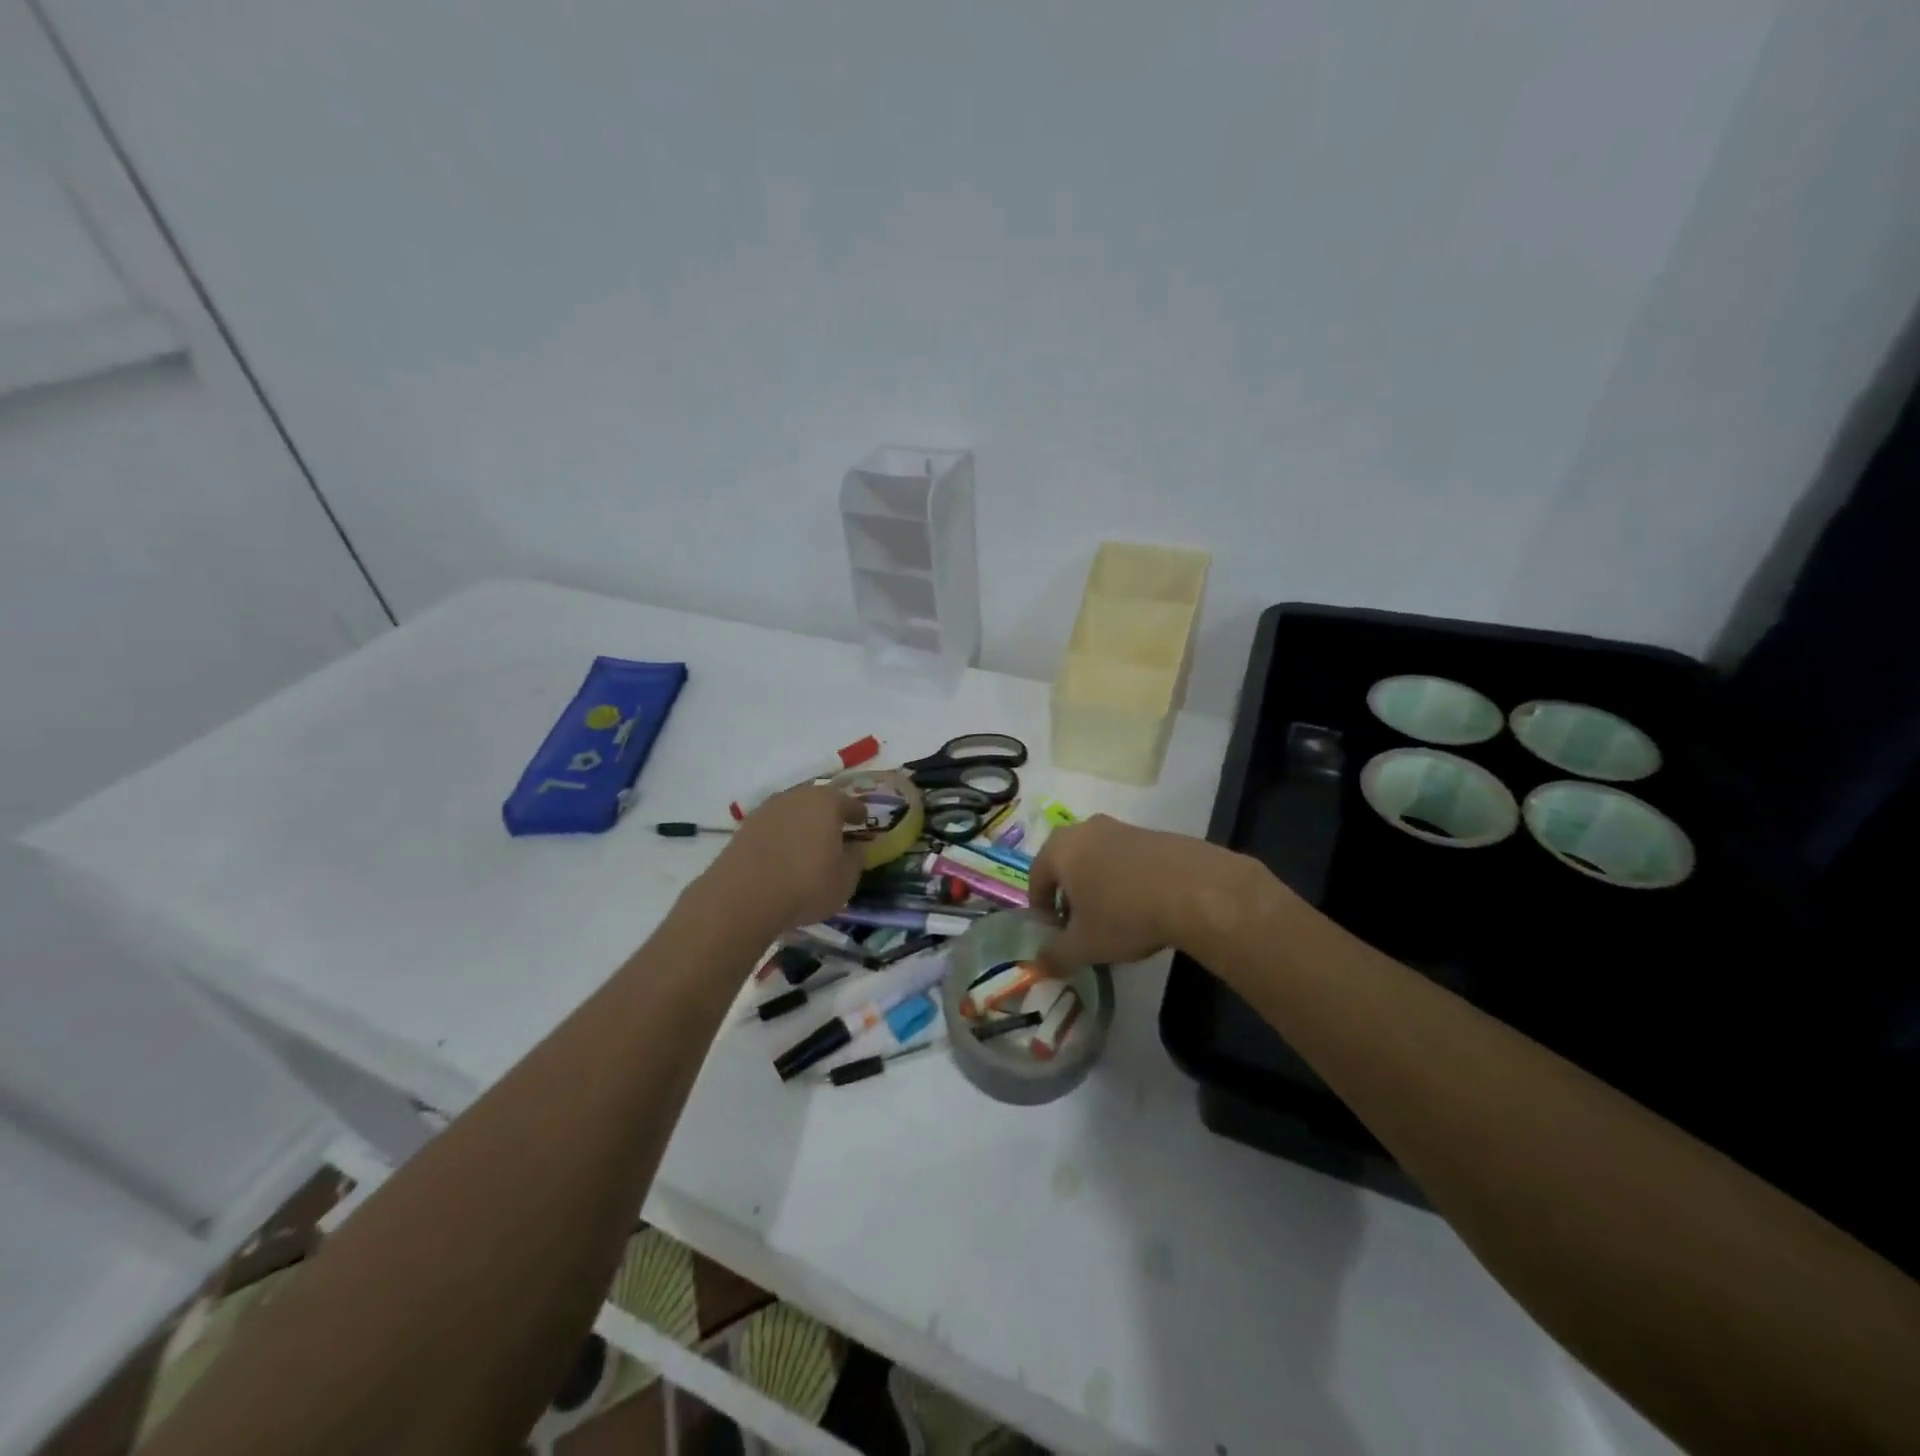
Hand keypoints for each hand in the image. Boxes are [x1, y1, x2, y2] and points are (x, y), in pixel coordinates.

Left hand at [707, 786, 866, 929]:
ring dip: (802, 823)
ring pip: (793, 811)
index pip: (850, 802)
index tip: (863, 821)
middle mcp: (796, 796)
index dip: (858, 813)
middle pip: (818, 801)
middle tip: (835, 831)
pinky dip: (781, 835)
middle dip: (828, 814)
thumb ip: (855, 859)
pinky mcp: (745, 827)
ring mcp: (767, 809)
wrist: (743, 896)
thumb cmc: (806, 885)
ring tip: (807, 843)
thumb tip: (854, 848)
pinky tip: (783, 853)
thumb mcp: (845, 880)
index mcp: (827, 802)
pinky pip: (773, 826)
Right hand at [1028, 815, 1229, 972]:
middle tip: (1080, 926)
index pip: (1036, 876)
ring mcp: (1123, 828)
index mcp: (1060, 848)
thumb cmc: (1124, 914)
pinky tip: (1144, 907)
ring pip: (1099, 860)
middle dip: (1070, 895)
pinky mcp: (1155, 835)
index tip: (1053, 932)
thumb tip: (1038, 965)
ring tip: (1114, 919)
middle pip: (1067, 864)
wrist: (1195, 890)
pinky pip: (1129, 859)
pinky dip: (1127, 880)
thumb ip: (1055, 956)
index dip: (1040, 908)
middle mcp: (1086, 829)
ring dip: (1099, 886)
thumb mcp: (1084, 945)